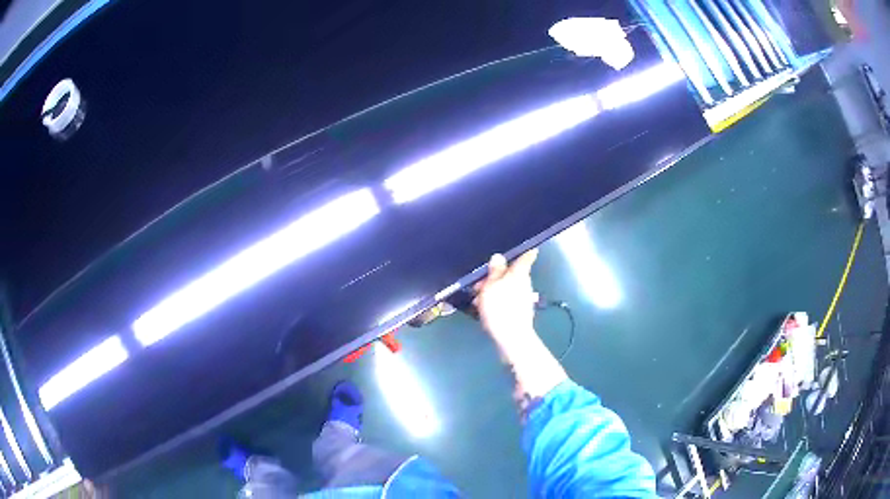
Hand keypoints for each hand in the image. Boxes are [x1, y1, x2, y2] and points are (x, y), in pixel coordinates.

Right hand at [475, 250, 538, 348]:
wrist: (511, 338)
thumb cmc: (500, 308)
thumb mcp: (491, 286)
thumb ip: (495, 271)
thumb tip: (498, 256)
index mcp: (520, 273)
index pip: (527, 255)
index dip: (524, 249)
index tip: (519, 246)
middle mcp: (524, 283)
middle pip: (511, 273)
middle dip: (494, 276)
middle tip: (478, 283)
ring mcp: (523, 298)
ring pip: (506, 287)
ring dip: (492, 290)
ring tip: (477, 299)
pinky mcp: (518, 311)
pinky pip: (506, 299)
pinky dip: (495, 301)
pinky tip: (483, 309)